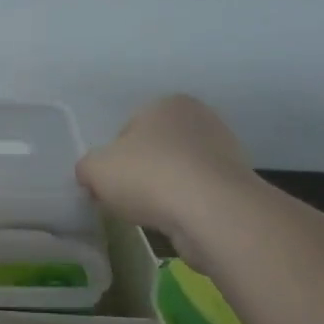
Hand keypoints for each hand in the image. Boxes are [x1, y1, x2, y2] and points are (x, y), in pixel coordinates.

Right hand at [76, 95, 253, 241]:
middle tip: (126, 199)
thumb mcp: (95, 169)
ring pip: (178, 172)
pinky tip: (177, 221)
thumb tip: (92, 176)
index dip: (113, 159)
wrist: (212, 211)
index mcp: (166, 103)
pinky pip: (198, 193)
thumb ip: (86, 167)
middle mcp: (200, 118)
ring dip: (164, 190)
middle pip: (154, 150)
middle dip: (140, 173)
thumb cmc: (149, 176)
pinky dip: (185, 206)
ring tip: (152, 214)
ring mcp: (224, 150)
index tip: (108, 183)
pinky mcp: (237, 183)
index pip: (128, 130)